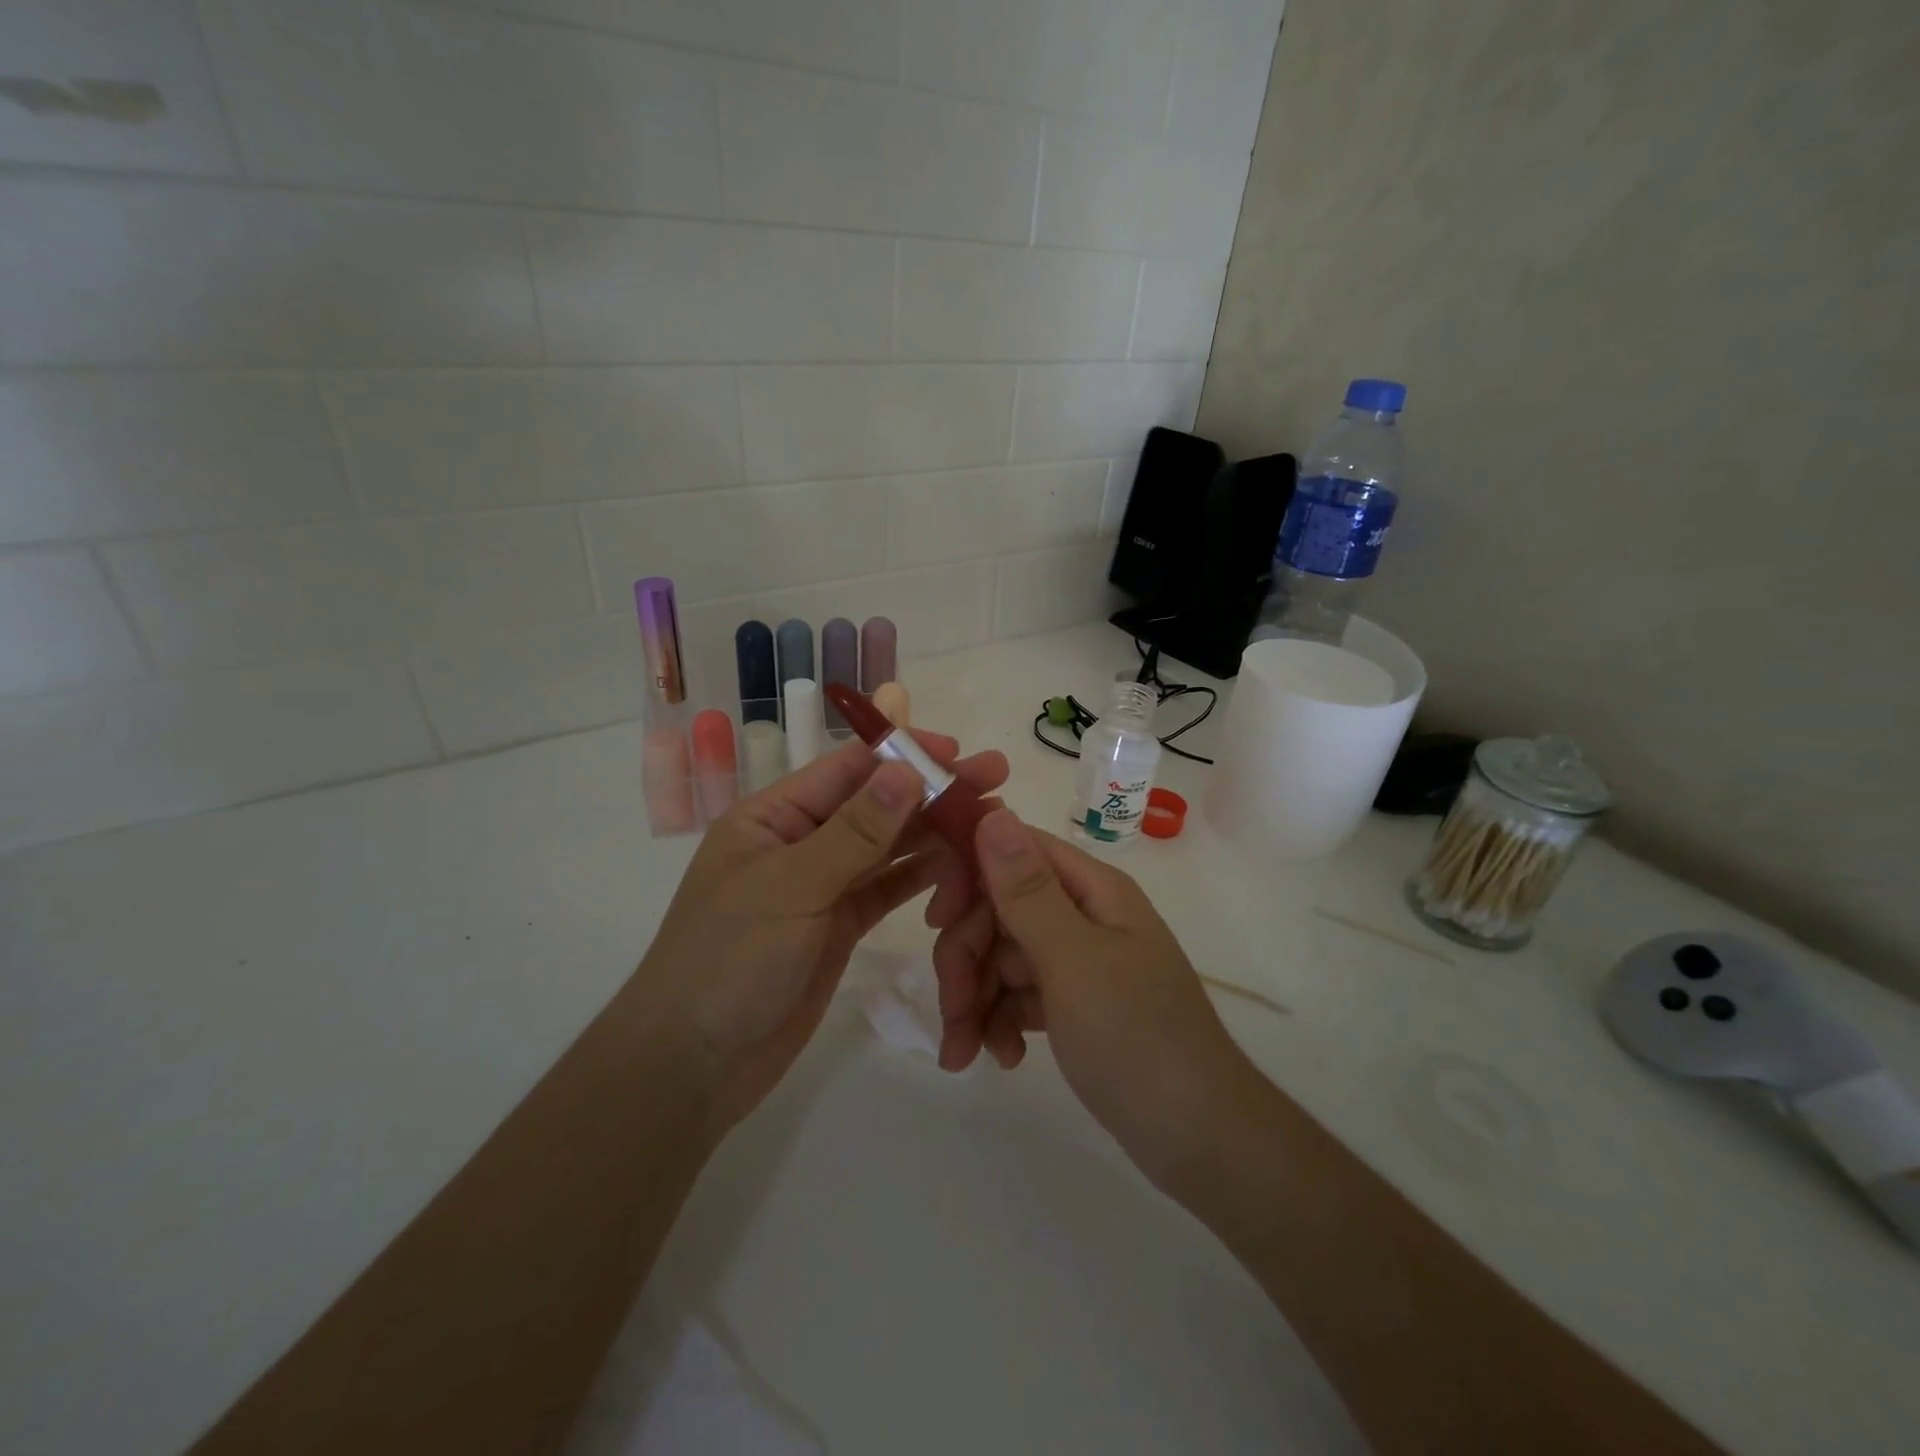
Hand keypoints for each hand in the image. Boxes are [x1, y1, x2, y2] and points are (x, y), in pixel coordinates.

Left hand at [639, 732, 1008, 1126]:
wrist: (694, 1064)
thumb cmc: (730, 960)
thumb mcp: (792, 887)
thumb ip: (855, 831)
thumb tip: (908, 770)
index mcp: (773, 816)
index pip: (847, 769)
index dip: (904, 755)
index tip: (958, 750)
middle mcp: (799, 842)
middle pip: (875, 805)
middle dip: (932, 790)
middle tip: (995, 776)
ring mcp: (821, 885)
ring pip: (887, 846)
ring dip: (934, 831)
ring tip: (989, 819)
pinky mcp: (838, 925)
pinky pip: (886, 889)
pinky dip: (921, 875)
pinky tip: (959, 863)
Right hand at [932, 808, 1251, 1187]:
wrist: (1199, 1139)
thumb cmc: (1137, 1039)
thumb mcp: (1073, 961)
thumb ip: (1026, 891)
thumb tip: (993, 811)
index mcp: (1092, 890)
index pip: (1014, 852)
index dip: (969, 875)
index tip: (936, 920)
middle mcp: (1084, 915)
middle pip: (1000, 911)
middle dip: (966, 958)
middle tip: (951, 1011)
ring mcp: (1079, 961)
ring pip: (1001, 957)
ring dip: (974, 1000)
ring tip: (964, 1054)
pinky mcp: (1074, 1004)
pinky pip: (1018, 995)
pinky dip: (1000, 1022)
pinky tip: (1002, 1059)